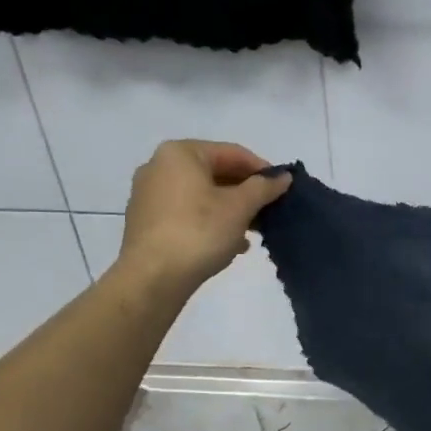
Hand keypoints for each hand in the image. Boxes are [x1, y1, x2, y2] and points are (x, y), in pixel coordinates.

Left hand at [114, 141, 291, 295]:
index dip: (262, 169)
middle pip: (215, 173)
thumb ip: (263, 188)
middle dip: (245, 192)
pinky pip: (187, 214)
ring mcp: (149, 195)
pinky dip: (210, 222)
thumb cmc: (199, 232)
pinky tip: (230, 243)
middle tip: (270, 210)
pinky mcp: (147, 222)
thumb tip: (284, 177)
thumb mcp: (239, 208)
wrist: (152, 278)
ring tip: (254, 231)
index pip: (232, 153)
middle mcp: (159, 167)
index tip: (283, 188)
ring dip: (231, 210)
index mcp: (180, 154)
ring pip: (201, 195)